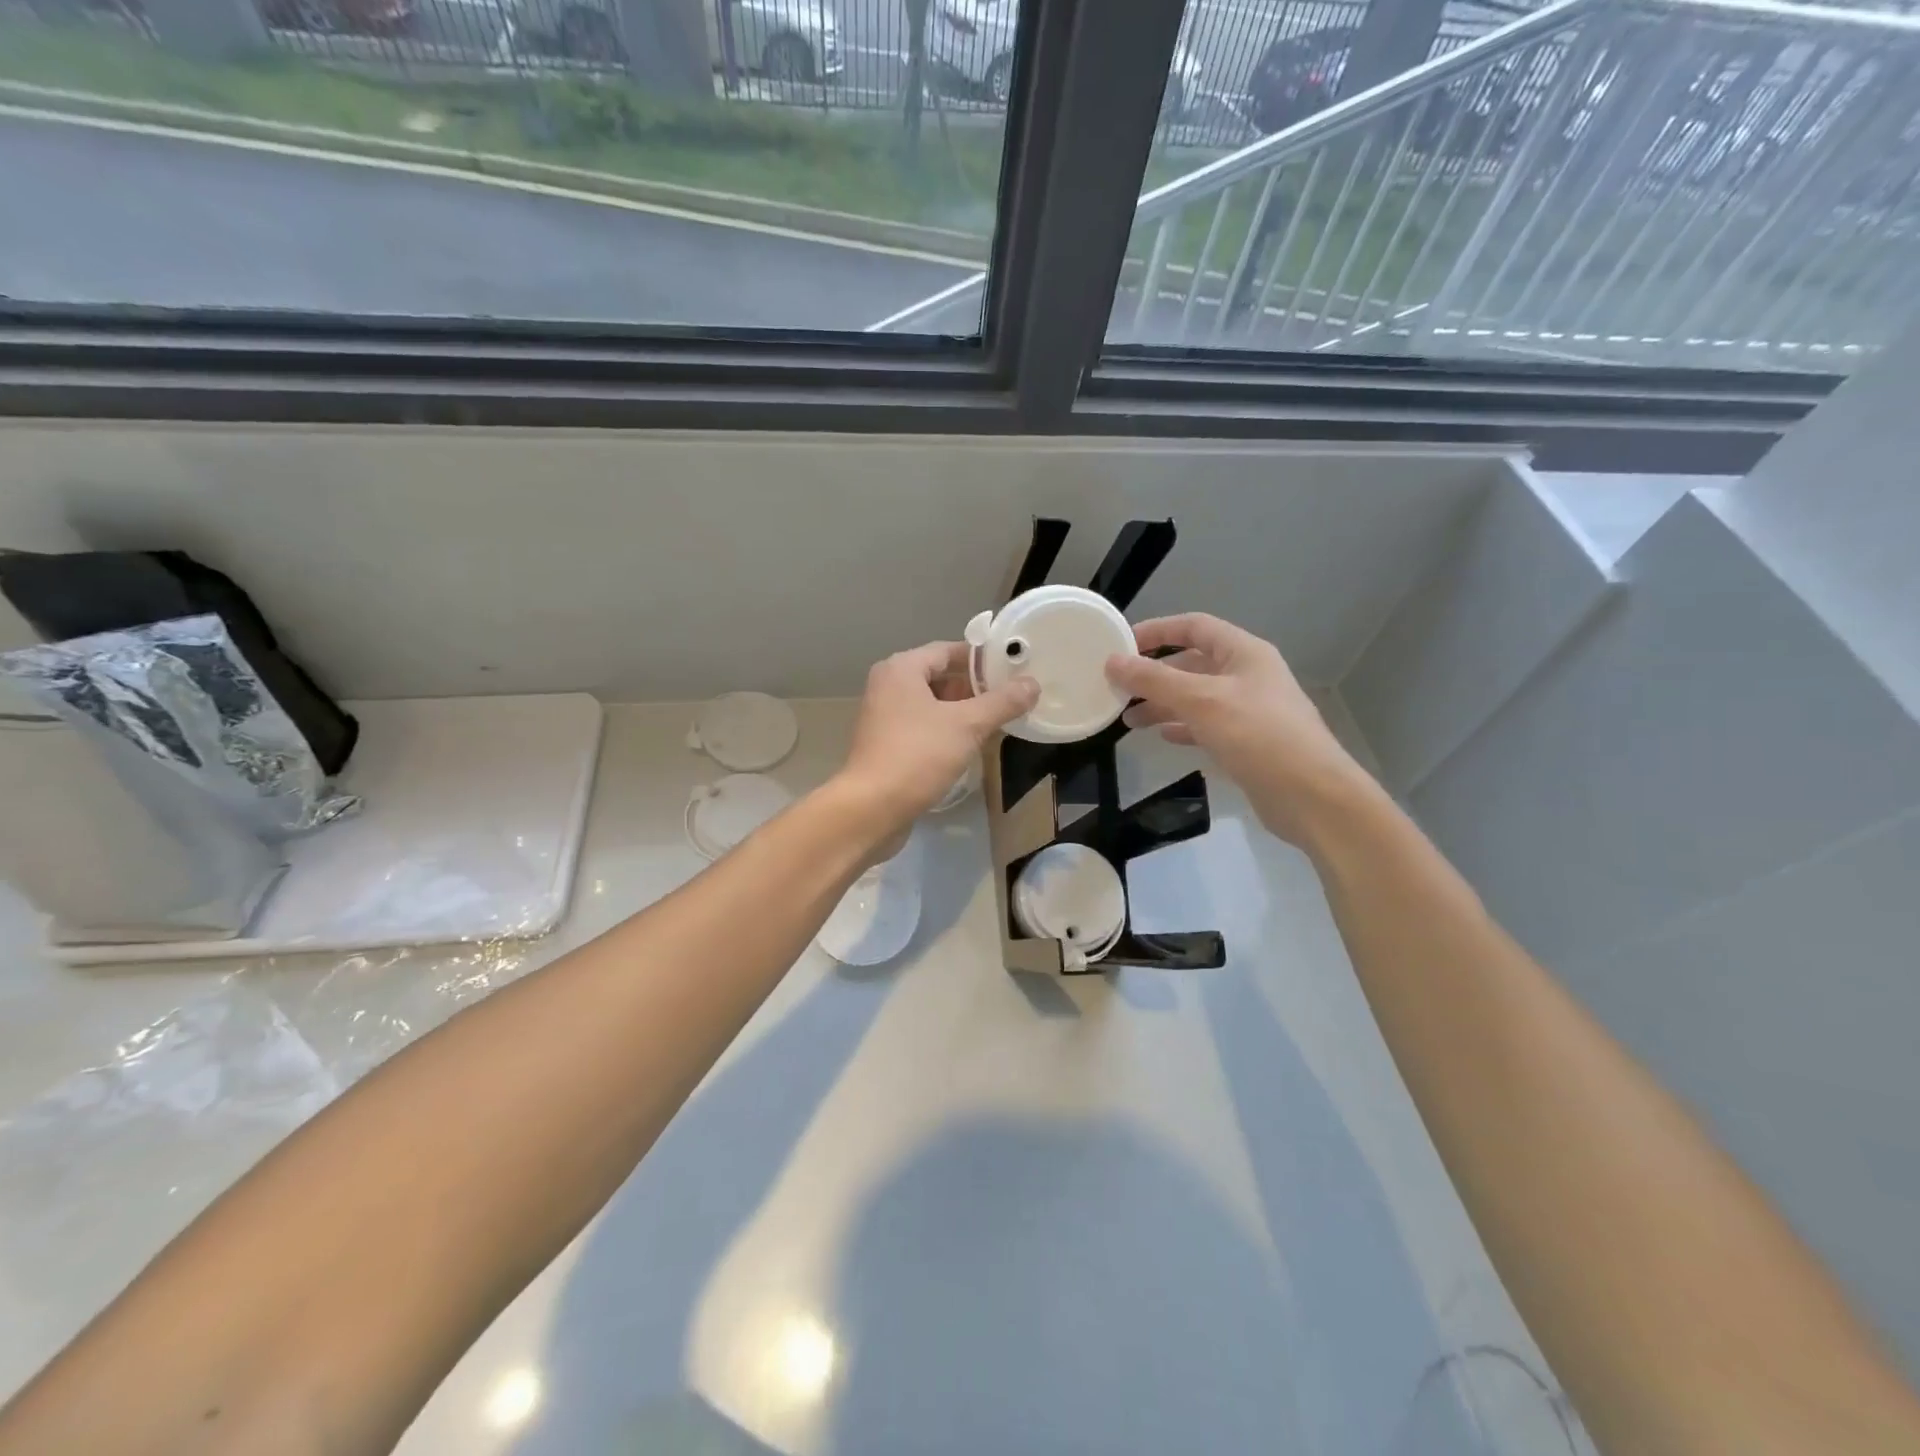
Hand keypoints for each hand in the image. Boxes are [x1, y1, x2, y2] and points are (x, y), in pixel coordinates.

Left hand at [836, 641, 1038, 839]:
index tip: (1014, 670)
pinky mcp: (886, 744)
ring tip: (998, 722)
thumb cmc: (918, 756)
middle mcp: (888, 686)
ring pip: (932, 704)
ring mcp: (884, 716)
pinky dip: (947, 730)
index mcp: (901, 669)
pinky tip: (971, 746)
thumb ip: (1002, 703)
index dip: (982, 659)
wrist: (871, 808)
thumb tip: (1032, 684)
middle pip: (940, 676)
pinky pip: (923, 726)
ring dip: (963, 711)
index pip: (949, 650)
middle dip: (975, 688)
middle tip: (1011, 699)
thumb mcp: (967, 726)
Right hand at [1105, 614, 1372, 845]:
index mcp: (1244, 653)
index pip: (1194, 627)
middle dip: (1154, 675)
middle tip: (1117, 689)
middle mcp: (1248, 676)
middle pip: (1192, 664)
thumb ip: (1154, 680)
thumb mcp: (1202, 701)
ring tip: (1128, 720)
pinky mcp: (1248, 742)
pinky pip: (1206, 726)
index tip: (1120, 644)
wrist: (1312, 796)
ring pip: (1196, 697)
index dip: (1157, 630)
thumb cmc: (1258, 736)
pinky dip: (1182, 727)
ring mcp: (1249, 710)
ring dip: (1163, 704)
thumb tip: (1112, 661)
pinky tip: (1161, 737)